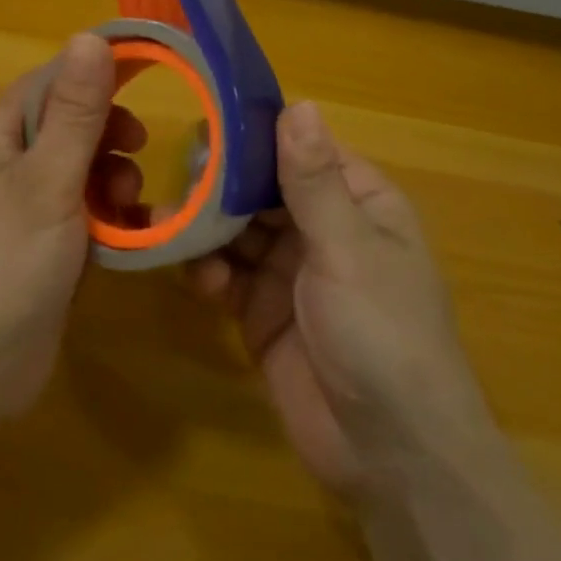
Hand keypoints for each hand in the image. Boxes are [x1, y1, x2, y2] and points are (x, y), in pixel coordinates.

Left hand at [0, 35, 144, 417]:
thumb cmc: (2, 264)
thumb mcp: (47, 181)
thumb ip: (75, 112)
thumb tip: (89, 37)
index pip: (51, 80)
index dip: (97, 70)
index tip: (150, 71)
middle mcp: (7, 165)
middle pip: (69, 125)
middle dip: (109, 134)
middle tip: (138, 150)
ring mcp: (23, 210)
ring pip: (81, 172)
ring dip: (113, 179)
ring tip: (130, 203)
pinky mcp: (40, 250)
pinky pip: (83, 216)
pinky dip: (109, 219)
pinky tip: (133, 237)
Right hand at [187, 102, 488, 497]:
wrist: (390, 456)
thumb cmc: (384, 333)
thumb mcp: (349, 249)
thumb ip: (314, 181)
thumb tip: (298, 103)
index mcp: (357, 202)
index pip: (300, 150)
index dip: (257, 136)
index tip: (207, 121)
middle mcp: (321, 228)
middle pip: (261, 188)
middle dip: (222, 184)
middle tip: (178, 179)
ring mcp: (288, 271)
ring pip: (236, 229)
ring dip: (207, 227)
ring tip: (171, 223)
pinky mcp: (260, 311)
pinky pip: (225, 275)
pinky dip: (208, 271)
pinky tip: (200, 280)